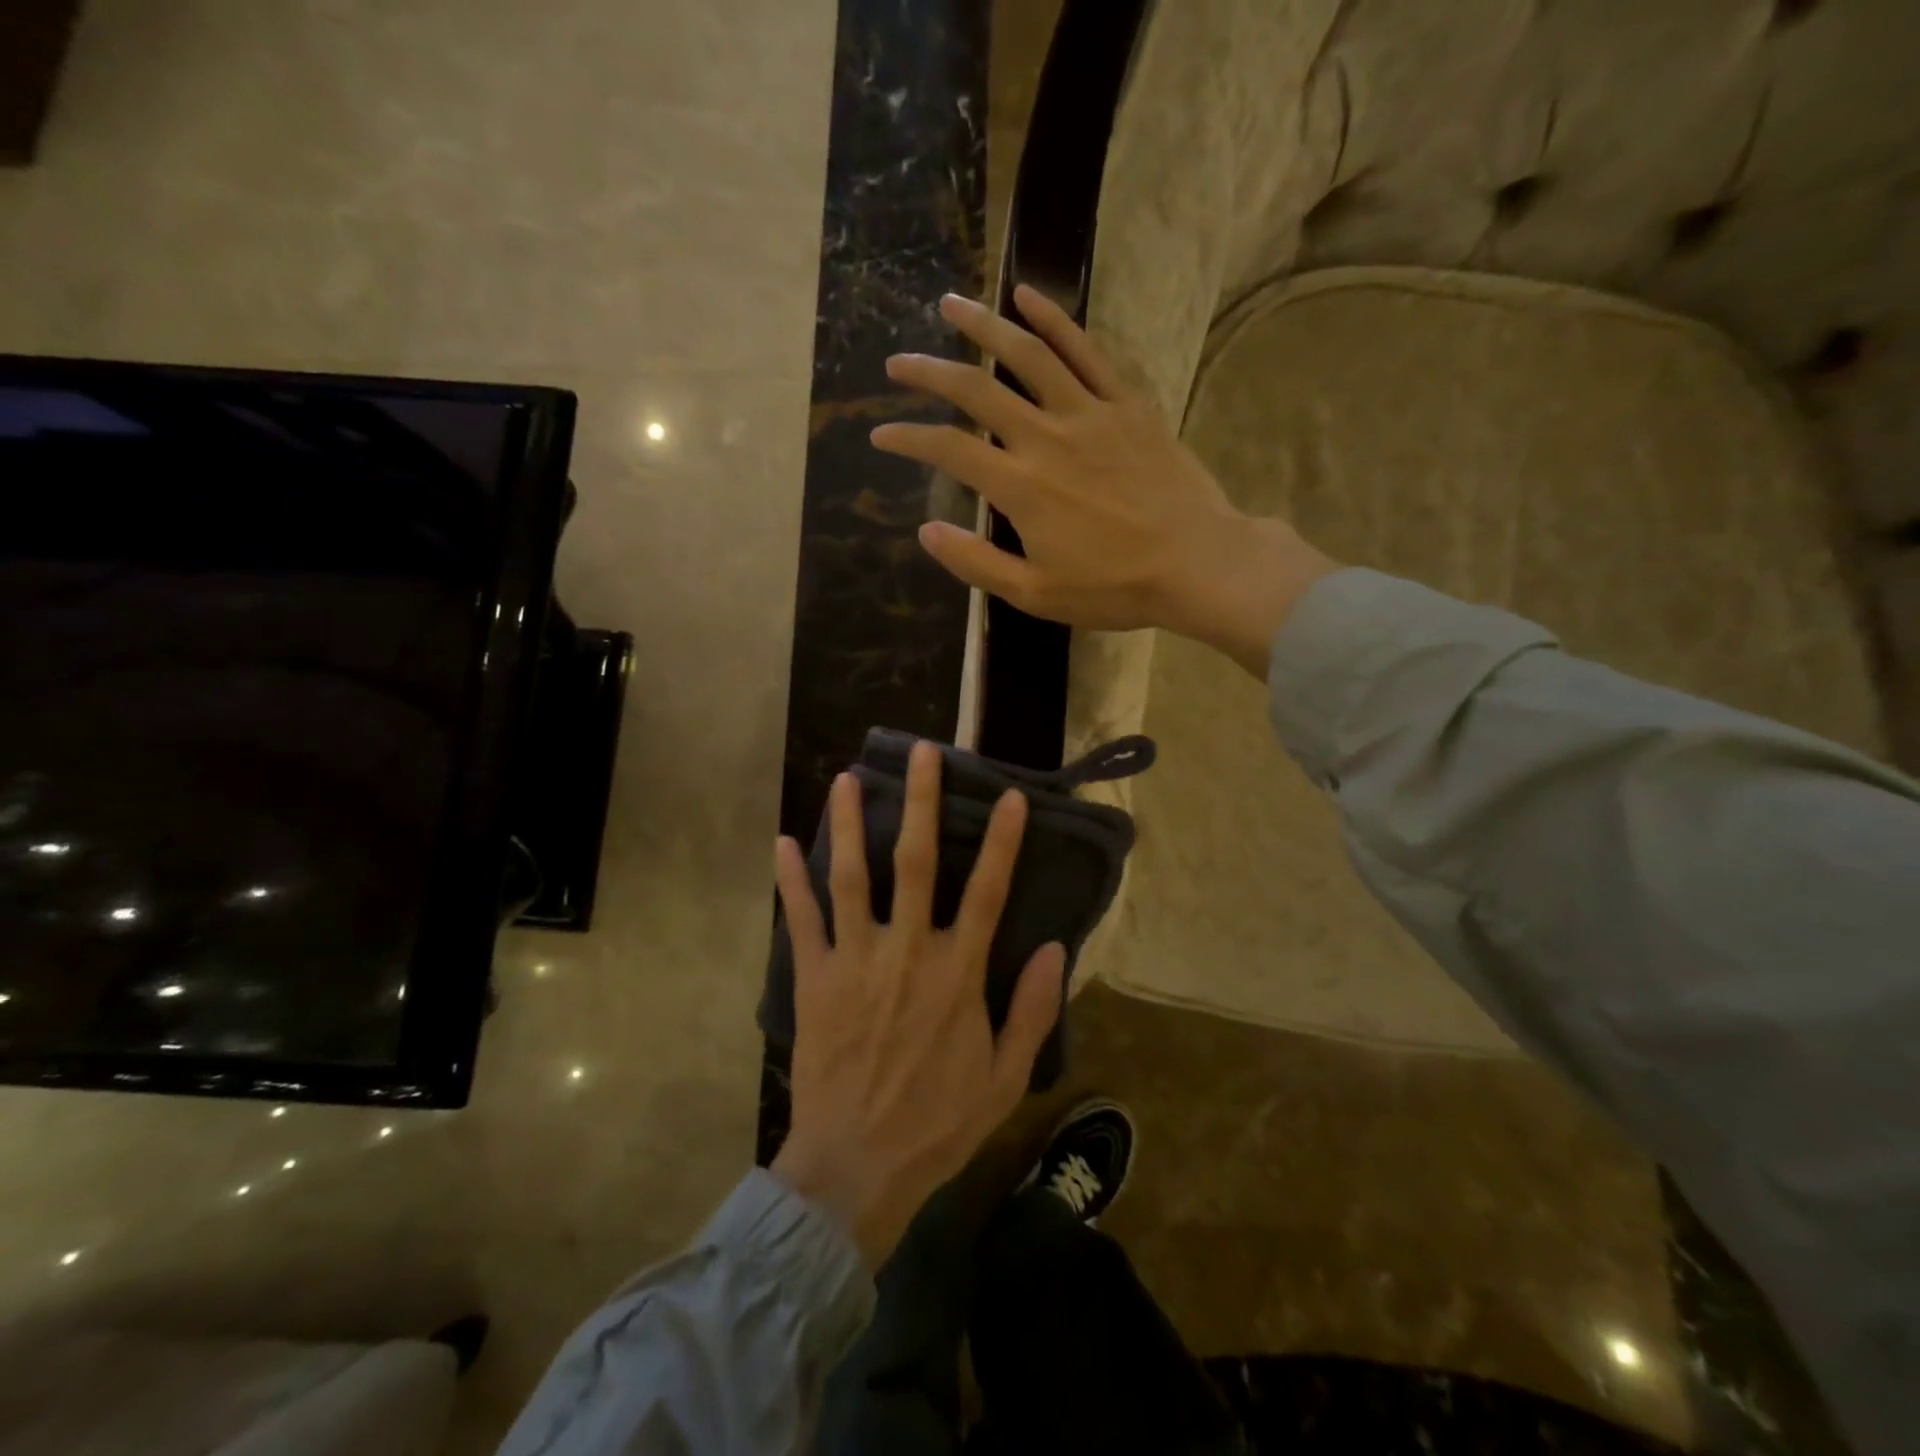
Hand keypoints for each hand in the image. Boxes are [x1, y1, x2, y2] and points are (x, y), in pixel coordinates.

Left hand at [769, 740, 1066, 1269]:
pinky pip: (802, 920)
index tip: (1009, 796)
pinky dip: (791, 881)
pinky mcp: (815, 979)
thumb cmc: (937, 1123)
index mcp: (957, 972)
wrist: (856, 1168)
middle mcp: (907, 951)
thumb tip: (1054, 948)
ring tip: (846, 779)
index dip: (1002, 841)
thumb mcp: (1005, 1077)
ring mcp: (855, 961)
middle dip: (921, 802)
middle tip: (921, 753)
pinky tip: (783, 843)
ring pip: (852, 877)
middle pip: (916, 862)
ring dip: (850, 825)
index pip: (986, 891)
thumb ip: (1033, 1010)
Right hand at [871, 284, 1338, 678]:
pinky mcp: (1125, 404)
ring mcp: (1089, 413)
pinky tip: (1027, 295)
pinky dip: (1054, 319)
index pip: (948, 450)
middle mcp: (1046, 437)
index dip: (907, 438)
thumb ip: (976, 562)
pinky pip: (1085, 351)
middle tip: (898, 363)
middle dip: (929, 373)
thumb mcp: (1035, 594)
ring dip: (984, 326)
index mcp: (1020, 487)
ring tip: (951, 305)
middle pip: (976, 390)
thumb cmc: (1114, 587)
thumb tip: (925, 533)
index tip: (880, 434)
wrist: (1197, 563)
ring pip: (1027, 354)